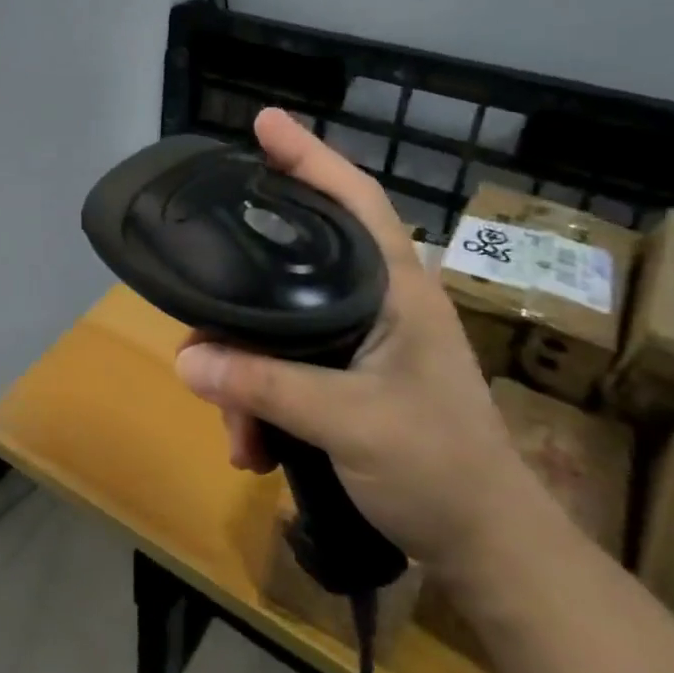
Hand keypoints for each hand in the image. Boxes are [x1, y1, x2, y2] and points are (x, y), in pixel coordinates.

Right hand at [173, 109, 537, 578]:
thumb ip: (265, 385)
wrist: (487, 549)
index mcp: (395, 289)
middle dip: (242, 304)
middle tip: (201, 322)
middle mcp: (376, 304)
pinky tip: (253, 446)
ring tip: (238, 431)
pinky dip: (260, 402)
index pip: (354, 200)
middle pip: (293, 268)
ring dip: (245, 377)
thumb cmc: (438, 469)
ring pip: (278, 329)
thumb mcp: (348, 422)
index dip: (309, 156)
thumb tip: (185, 358)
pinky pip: (284, 369)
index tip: (263, 123)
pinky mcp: (348, 381)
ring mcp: (362, 344)